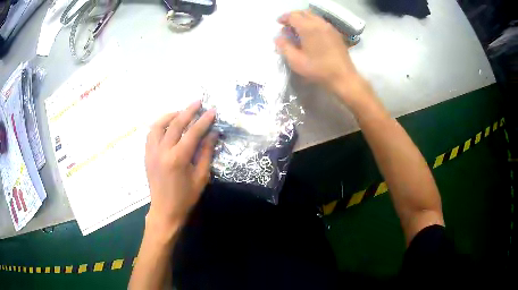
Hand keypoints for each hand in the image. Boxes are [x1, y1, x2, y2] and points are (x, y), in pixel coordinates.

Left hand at [144, 101, 215, 237]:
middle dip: (188, 111)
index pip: (193, 133)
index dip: (204, 120)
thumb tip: (213, 133)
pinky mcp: (147, 155)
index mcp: (178, 158)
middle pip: (175, 124)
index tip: (212, 110)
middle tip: (198, 102)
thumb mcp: (201, 177)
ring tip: (181, 112)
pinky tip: (167, 125)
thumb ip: (206, 153)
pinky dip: (160, 125)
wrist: (165, 210)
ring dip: (170, 115)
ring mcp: (151, 152)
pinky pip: (151, 134)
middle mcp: (162, 151)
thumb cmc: (186, 197)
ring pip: (158, 125)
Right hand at [275, 10, 363, 99]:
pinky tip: (311, 35)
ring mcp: (329, 27)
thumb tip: (278, 38)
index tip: (279, 23)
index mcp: (308, 28)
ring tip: (298, 30)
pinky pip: (321, 23)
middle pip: (303, 13)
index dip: (284, 18)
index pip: (293, 16)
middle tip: (287, 26)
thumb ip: (284, 47)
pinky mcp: (336, 34)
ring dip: (303, 19)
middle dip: (293, 17)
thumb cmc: (318, 69)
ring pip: (313, 16)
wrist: (343, 77)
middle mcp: (319, 23)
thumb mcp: (296, 61)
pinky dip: (313, 23)